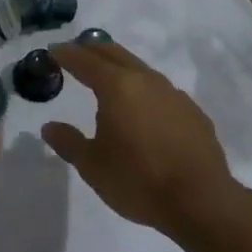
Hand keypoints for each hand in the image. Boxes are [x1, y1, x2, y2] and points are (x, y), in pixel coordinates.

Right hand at [43, 40, 242, 235]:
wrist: (202, 202)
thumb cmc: (138, 181)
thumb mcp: (92, 166)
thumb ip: (69, 142)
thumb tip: (49, 127)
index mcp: (117, 87)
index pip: (85, 61)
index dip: (67, 54)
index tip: (53, 50)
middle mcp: (146, 81)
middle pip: (115, 53)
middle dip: (93, 50)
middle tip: (77, 54)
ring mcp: (173, 94)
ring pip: (140, 69)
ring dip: (120, 68)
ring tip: (107, 79)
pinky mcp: (192, 112)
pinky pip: (161, 91)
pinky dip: (143, 90)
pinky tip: (142, 109)